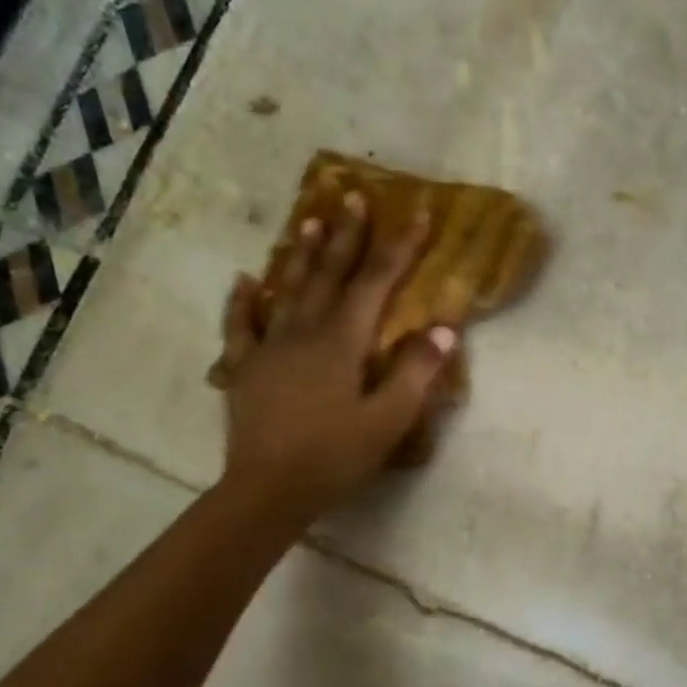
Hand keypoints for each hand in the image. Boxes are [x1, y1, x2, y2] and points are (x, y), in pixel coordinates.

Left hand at [216, 192, 454, 534]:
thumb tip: (444, 327)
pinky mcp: (244, 369)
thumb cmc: (335, 457)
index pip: (375, 283)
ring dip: (300, 254)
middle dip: (345, 235)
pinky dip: (243, 301)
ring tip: (308, 220)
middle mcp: (304, 332)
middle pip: (329, 275)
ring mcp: (269, 348)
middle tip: (353, 196)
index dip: (398, 248)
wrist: (268, 490)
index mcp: (342, 342)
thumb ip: (416, 371)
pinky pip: (241, 326)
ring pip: (287, 290)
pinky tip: (245, 281)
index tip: (415, 213)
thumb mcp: (388, 420)